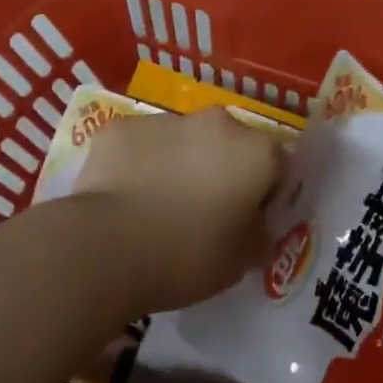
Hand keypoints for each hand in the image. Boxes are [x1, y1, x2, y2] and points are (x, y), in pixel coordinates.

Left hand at [75, 108, 284, 313]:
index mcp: (256, 152)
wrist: (104, 247)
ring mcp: (167, 119)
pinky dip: (139, 163)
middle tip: (204, 214)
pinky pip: (141, 144)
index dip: (267, 195)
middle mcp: (218, 123)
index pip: (278, 166)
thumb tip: (257, 227)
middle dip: (223, 171)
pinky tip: (124, 200)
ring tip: (158, 208)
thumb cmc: (186, 256)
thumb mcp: (240, 263)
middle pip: (231, 145)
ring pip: (184, 140)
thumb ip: (258, 237)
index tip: (249, 222)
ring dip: (181, 163)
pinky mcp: (121, 126)